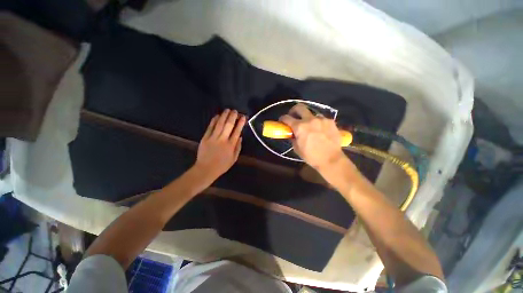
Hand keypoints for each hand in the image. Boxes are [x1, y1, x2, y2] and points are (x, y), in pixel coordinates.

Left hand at [194, 109, 245, 179]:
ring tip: (227, 110)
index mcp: (231, 145)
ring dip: (224, 116)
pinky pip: (210, 127)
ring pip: (219, 124)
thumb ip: (238, 147)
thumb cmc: (222, 165)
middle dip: (232, 117)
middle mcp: (223, 139)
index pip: (237, 131)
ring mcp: (213, 138)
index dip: (240, 123)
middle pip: (229, 125)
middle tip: (235, 111)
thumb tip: (240, 137)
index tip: (243, 117)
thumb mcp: (234, 159)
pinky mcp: (205, 138)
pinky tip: (217, 116)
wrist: (206, 169)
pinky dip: (214, 121)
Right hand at [280, 103, 344, 169]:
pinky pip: (321, 119)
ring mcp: (321, 119)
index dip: (282, 119)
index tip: (282, 121)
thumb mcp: (297, 149)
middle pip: (299, 107)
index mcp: (299, 127)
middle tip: (293, 116)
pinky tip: (320, 129)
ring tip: (310, 126)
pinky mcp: (330, 121)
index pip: (287, 118)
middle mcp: (310, 120)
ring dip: (308, 118)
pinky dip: (318, 122)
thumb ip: (293, 138)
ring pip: (312, 113)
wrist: (331, 159)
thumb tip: (293, 134)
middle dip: (294, 110)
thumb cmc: (311, 156)